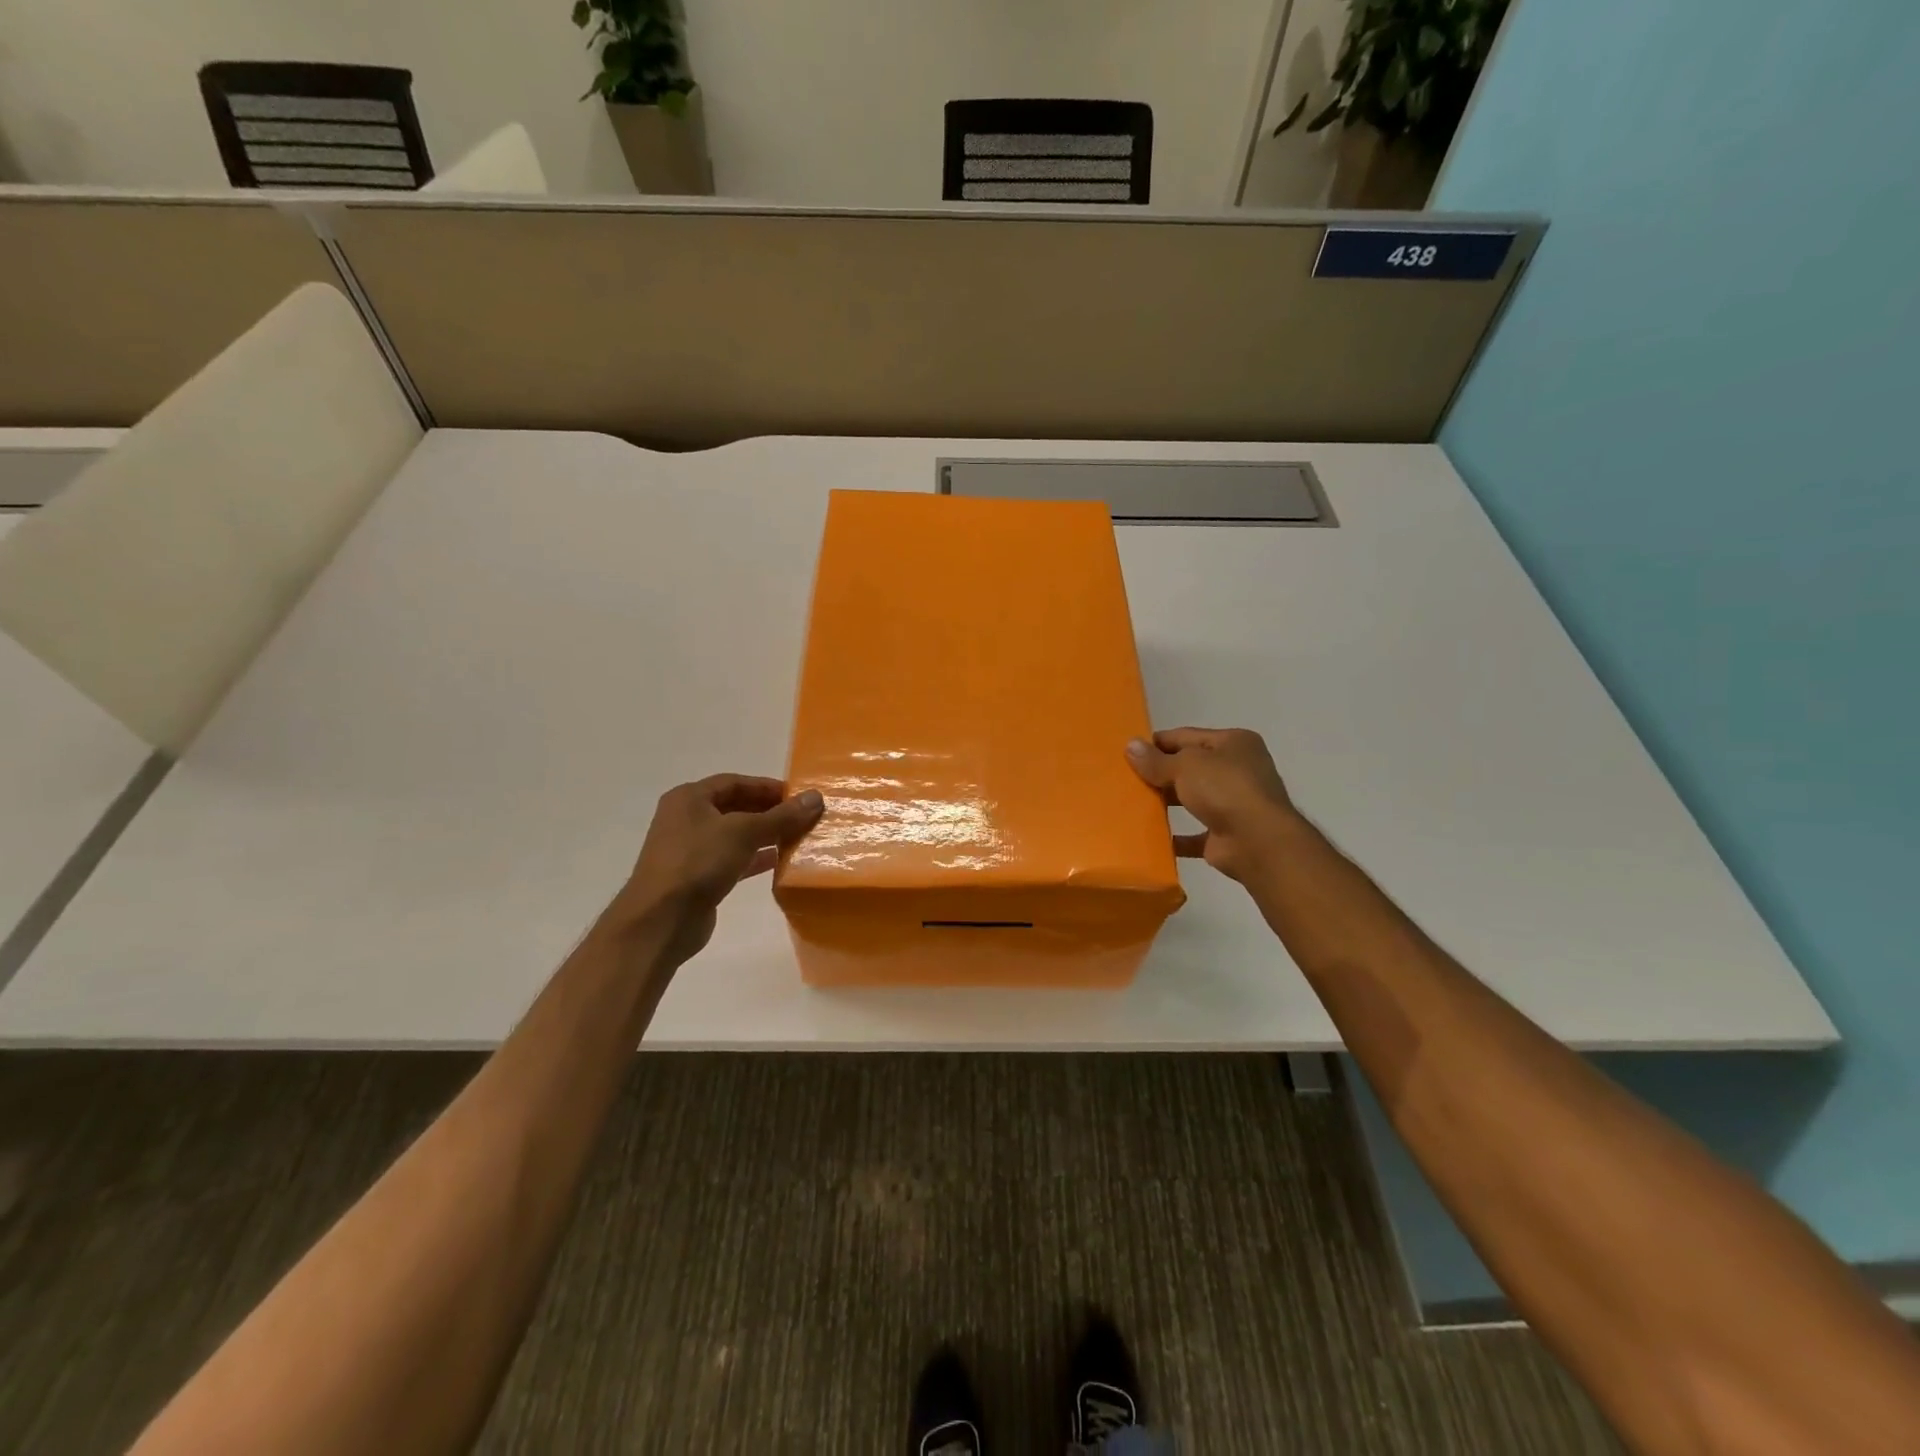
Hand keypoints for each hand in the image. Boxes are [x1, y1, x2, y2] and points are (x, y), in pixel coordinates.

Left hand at [607, 775, 823, 964]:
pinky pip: (732, 859)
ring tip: (798, 837)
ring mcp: (690, 850)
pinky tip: (780, 862)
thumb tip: (816, 797)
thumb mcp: (744, 832)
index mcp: (689, 798)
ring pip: (735, 834)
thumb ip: (782, 816)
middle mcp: (687, 819)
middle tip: (802, 817)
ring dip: (765, 835)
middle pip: (735, 807)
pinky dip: (755, 858)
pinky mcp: (698, 877)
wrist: (661, 921)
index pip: (735, 782)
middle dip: (769, 811)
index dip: (767, 787)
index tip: (799, 796)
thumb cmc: (698, 863)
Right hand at [1126, 728, 1300, 882]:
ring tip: (1132, 804)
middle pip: (1190, 767)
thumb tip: (1130, 746)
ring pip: (1192, 799)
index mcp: (1234, 743)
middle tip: (1126, 779)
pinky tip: (1150, 836)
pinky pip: (1194, 834)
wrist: (1258, 842)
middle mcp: (1238, 770)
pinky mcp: (1226, 834)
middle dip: (1160, 773)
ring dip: (1166, 802)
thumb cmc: (1225, 789)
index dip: (1157, 742)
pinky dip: (1175, 835)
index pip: (1187, 736)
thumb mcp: (1185, 765)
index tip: (1128, 751)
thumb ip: (1156, 760)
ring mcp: (1234, 803)